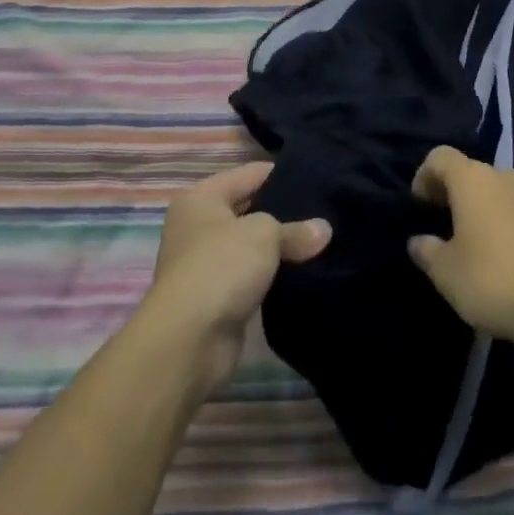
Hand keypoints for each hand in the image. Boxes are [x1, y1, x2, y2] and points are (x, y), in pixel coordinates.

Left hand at [142, 162, 330, 391]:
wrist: (189, 341)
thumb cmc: (221, 266)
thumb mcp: (265, 234)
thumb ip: (295, 229)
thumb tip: (324, 230)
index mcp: (201, 199)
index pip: (248, 174)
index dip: (281, 173)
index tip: (316, 177)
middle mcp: (197, 227)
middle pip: (249, 209)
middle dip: (283, 212)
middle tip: (323, 210)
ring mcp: (204, 265)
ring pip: (251, 246)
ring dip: (278, 249)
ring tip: (320, 241)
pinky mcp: (215, 299)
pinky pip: (250, 276)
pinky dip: (271, 276)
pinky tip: (303, 273)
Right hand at [406, 146, 513, 344]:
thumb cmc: (492, 280)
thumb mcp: (446, 273)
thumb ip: (427, 251)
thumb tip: (418, 241)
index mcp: (472, 180)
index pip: (440, 157)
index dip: (425, 175)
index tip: (420, 204)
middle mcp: (503, 177)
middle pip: (471, 172)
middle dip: (454, 192)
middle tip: (444, 222)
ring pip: (499, 190)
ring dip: (484, 206)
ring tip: (477, 240)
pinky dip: (509, 221)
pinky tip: (509, 255)